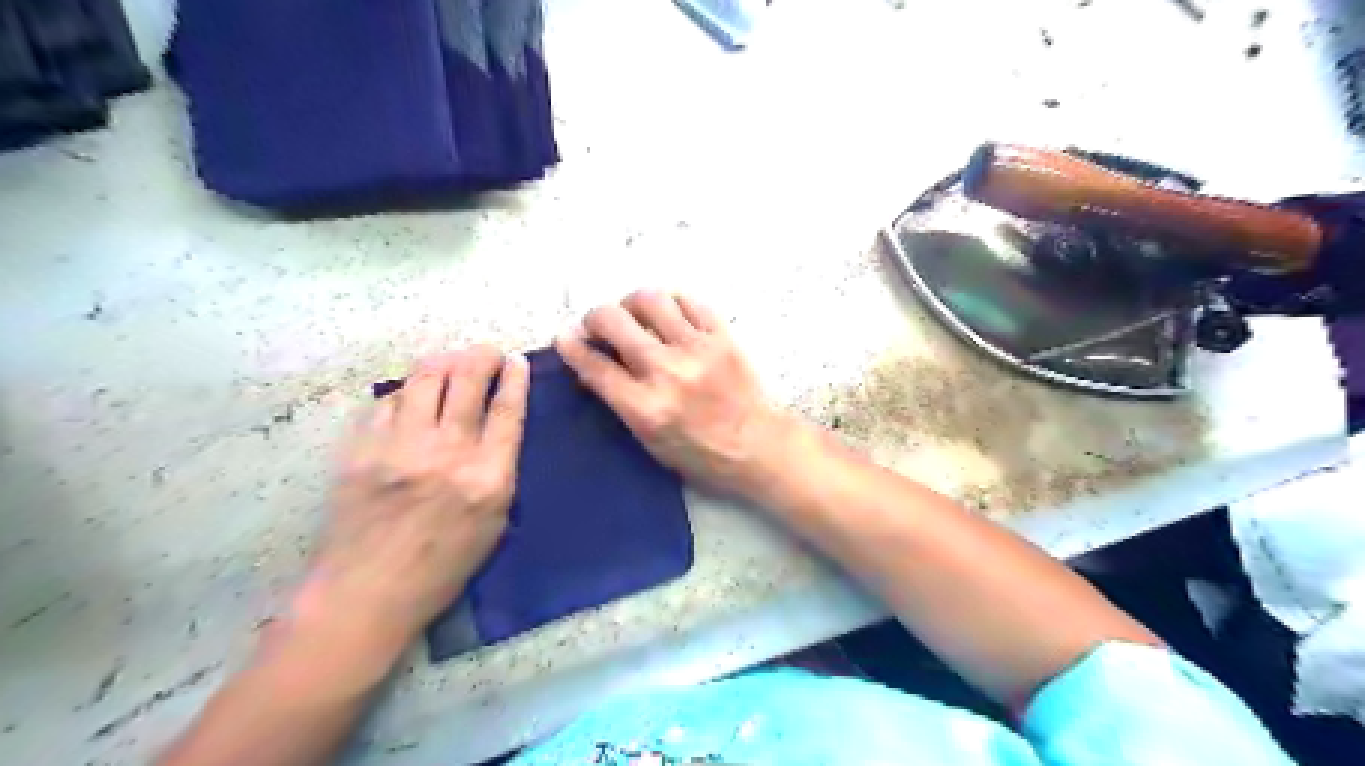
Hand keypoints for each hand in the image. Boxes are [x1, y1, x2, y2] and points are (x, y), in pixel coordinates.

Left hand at [290, 347, 529, 669]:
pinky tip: (410, 398)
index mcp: (487, 477)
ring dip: (443, 363)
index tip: (516, 360)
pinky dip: (405, 394)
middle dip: (482, 356)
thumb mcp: (493, 524)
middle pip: (467, 381)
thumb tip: (495, 428)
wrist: (367, 594)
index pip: (507, 410)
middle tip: (486, 352)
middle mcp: (447, 453)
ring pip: (424, 379)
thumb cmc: (442, 567)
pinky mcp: (362, 450)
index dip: (514, 378)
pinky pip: (387, 403)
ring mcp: (399, 447)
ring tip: (450, 363)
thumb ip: (498, 471)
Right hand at [552, 287, 791, 496]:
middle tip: (599, 325)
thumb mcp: (649, 442)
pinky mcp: (722, 336)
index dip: (571, 346)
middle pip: (613, 321)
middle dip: (595, 317)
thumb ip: (619, 403)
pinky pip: (690, 301)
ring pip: (650, 300)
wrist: (757, 446)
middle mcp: (666, 371)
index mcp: (644, 407)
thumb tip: (591, 368)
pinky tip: (668, 315)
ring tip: (634, 315)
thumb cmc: (700, 454)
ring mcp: (697, 349)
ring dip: (631, 303)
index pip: (594, 366)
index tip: (564, 337)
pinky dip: (672, 303)